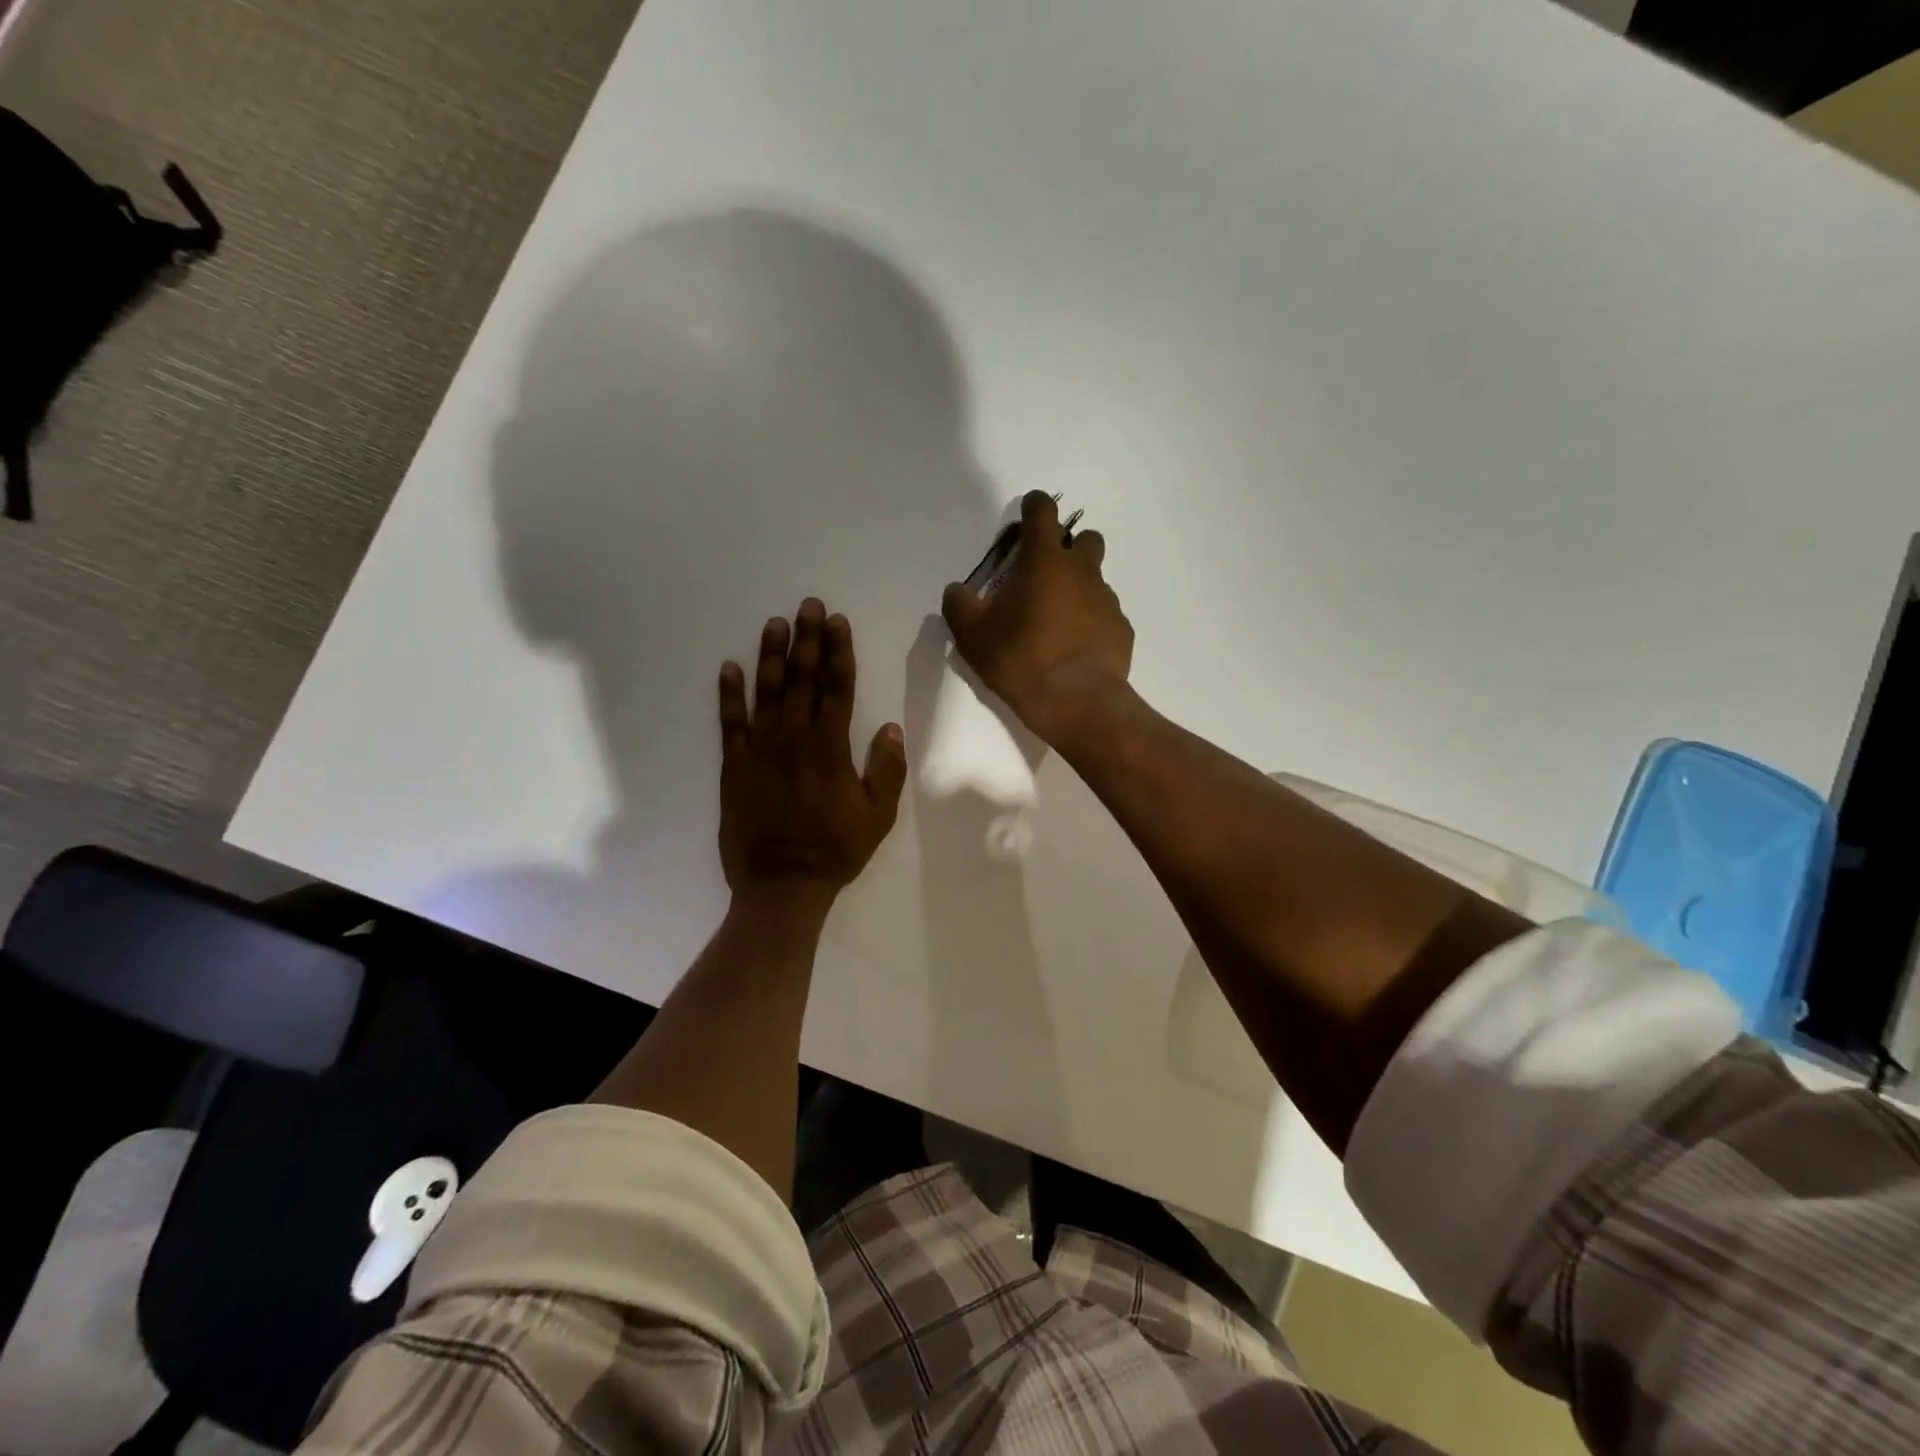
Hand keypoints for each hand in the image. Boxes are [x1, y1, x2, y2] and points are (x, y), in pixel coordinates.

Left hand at [718, 599, 907, 915]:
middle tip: (808, 606)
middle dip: (807, 640)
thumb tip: (891, 728)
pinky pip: (730, 723)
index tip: (838, 622)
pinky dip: (729, 694)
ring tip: (775, 623)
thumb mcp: (878, 816)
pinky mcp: (734, 766)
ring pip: (766, 692)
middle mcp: (794, 739)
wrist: (781, 885)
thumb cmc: (835, 850)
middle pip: (802, 680)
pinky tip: (730, 667)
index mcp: (831, 748)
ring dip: (772, 655)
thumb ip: (887, 770)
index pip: (837, 688)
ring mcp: (760, 750)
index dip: (838, 652)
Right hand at [942, 491, 1133, 745]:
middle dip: (1067, 547)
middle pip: (1085, 538)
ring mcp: (1107, 600)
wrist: (1077, 703)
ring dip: (1078, 587)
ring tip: (1056, 620)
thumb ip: (960, 606)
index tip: (1025, 516)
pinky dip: (1090, 622)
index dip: (1034, 506)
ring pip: (1095, 579)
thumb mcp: (973, 637)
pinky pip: (1104, 614)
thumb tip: (957, 591)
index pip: (1043, 512)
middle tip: (1044, 575)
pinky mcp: (1121, 629)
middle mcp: (1082, 571)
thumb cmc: (1020, 660)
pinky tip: (1075, 648)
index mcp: (1045, 561)